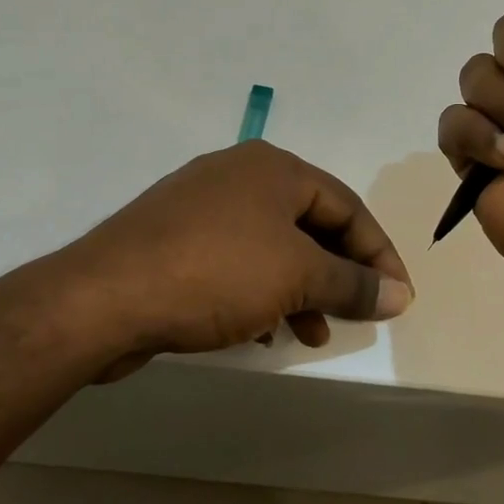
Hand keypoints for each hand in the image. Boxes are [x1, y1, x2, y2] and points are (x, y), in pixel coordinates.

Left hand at [65, 140, 412, 378]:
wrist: (103, 298)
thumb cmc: (215, 273)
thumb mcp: (296, 277)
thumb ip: (353, 284)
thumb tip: (400, 294)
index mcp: (273, 168)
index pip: (347, 206)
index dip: (379, 253)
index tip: (398, 297)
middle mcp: (238, 177)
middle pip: (310, 225)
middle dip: (337, 274)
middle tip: (357, 314)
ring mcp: (200, 207)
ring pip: (272, 248)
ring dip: (301, 291)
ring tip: (312, 335)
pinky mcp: (173, 242)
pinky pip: (236, 264)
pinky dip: (260, 295)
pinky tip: (263, 332)